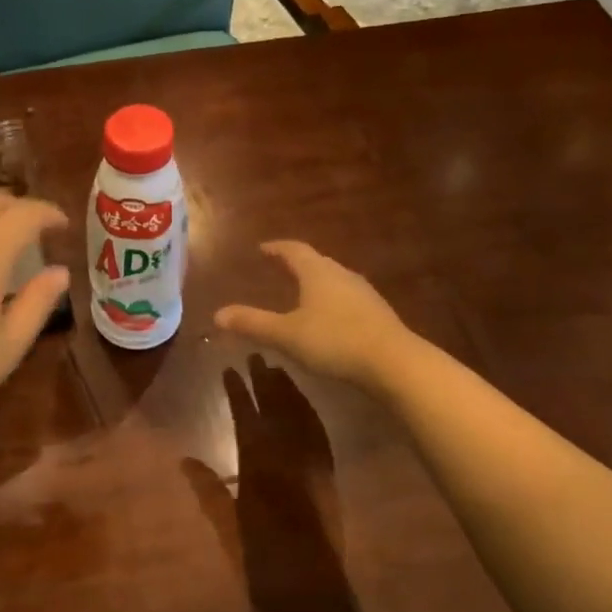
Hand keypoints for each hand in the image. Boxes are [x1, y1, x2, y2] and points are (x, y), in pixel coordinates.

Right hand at [214, 241, 414, 393]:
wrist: (394, 363)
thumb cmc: (334, 341)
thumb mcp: (286, 335)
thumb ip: (252, 324)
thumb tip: (217, 315)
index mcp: (317, 273)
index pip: (294, 250)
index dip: (276, 248)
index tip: (262, 248)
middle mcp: (342, 275)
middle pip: (316, 262)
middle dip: (296, 264)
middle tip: (279, 268)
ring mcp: (364, 294)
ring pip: (334, 280)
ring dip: (315, 283)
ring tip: (301, 292)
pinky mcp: (377, 315)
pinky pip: (347, 299)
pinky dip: (331, 302)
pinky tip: (329, 319)